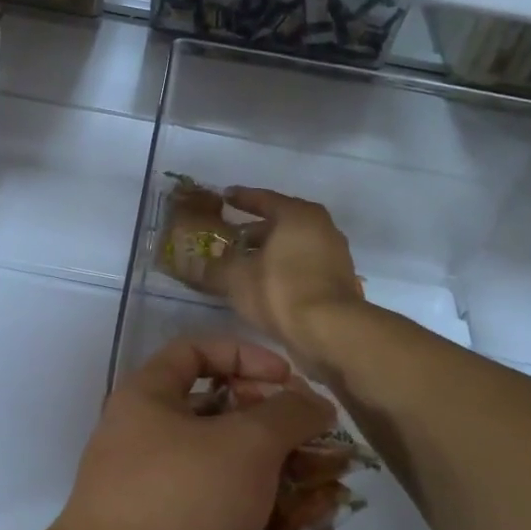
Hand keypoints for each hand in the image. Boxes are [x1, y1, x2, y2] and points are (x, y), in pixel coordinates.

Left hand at [45, 338, 333, 529]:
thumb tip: (314, 400)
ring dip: (279, 480)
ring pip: (226, 471)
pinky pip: (221, 517)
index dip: (246, 356)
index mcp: (149, 398)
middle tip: (320, 445)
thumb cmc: (179, 501)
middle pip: (219, 414)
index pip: (196, 352)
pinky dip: (260, 521)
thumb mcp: (245, 445)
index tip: (290, 381)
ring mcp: (155, 493)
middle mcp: (146, 438)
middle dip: (276, 428)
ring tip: (329, 496)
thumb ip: (287, 414)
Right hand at [220, 188, 364, 363]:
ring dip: (270, 253)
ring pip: (294, 246)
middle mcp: (322, 227)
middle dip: (254, 231)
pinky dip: (284, 269)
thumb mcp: (236, 279)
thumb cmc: (280, 291)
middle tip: (230, 239)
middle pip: (282, 223)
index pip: (264, 199)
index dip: (241, 199)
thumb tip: (191, 264)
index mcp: (298, 215)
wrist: (331, 332)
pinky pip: (304, 266)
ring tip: (244, 265)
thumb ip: (213, 268)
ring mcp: (335, 254)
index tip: (225, 197)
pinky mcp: (339, 281)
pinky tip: (266, 285)